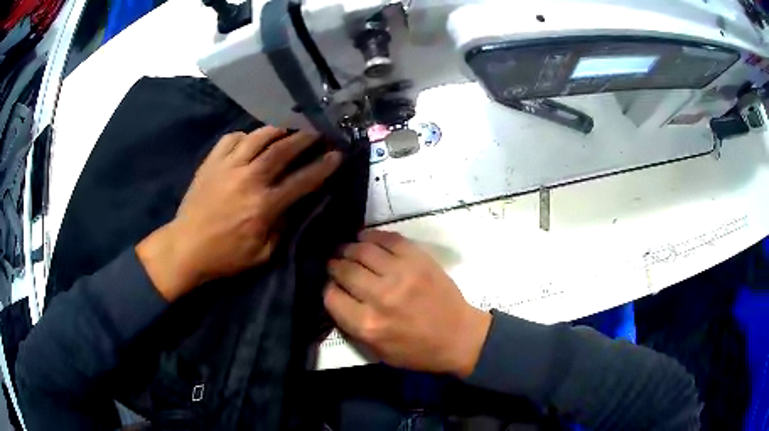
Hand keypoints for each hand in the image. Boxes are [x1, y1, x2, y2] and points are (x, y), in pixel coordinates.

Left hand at [137, 126, 341, 301]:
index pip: (302, 180)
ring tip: (287, 130)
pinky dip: (245, 136)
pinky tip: (250, 142)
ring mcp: (228, 166)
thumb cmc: (225, 256)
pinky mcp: (211, 162)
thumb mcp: (262, 254)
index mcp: (264, 205)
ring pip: (258, 137)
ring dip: (277, 131)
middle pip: (283, 150)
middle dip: (305, 138)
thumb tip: (294, 204)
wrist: (186, 247)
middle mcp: (249, 179)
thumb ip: (282, 227)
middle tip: (317, 133)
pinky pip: (232, 138)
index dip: (323, 166)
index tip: (336, 155)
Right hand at [324, 230, 491, 377]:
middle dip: (334, 265)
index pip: (331, 296)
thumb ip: (351, 326)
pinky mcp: (418, 259)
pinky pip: (388, 238)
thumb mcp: (377, 351)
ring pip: (362, 250)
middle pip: (344, 270)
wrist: (458, 337)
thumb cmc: (417, 351)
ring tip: (346, 249)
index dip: (328, 288)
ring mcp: (401, 273)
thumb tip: (335, 295)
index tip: (332, 285)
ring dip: (349, 247)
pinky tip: (365, 237)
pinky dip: (372, 235)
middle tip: (334, 263)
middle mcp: (380, 296)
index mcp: (368, 324)